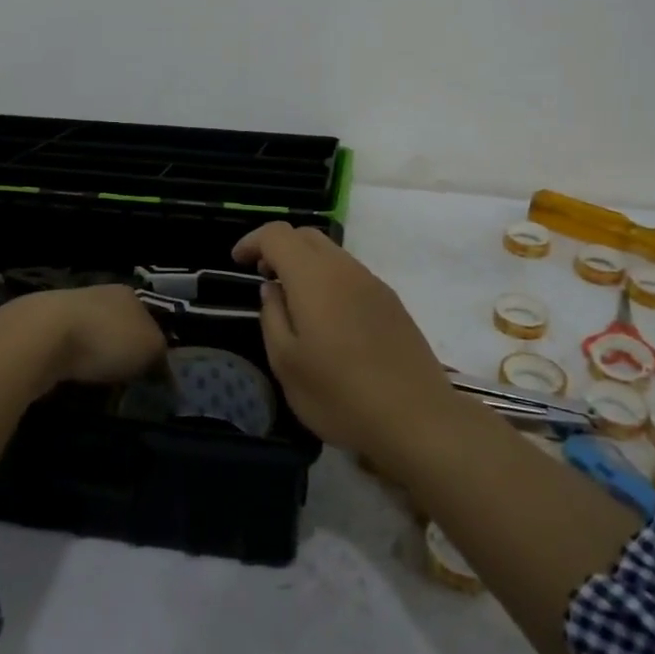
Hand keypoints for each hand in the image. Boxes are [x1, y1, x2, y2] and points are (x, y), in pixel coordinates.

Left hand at [25, 285, 167, 388]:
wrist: (42, 338)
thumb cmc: (106, 338)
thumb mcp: (149, 348)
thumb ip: (160, 356)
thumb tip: (163, 368)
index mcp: (128, 294)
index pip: (148, 318)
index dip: (152, 345)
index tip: (151, 371)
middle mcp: (99, 295)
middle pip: (118, 327)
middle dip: (121, 352)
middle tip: (126, 382)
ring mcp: (67, 310)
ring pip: (90, 339)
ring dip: (93, 360)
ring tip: (98, 387)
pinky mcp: (40, 330)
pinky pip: (64, 352)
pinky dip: (69, 366)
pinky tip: (70, 382)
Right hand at [231, 222, 452, 459]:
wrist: (417, 418)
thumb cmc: (340, 395)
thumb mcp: (287, 364)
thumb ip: (272, 317)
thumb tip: (272, 289)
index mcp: (314, 277)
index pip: (278, 235)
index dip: (252, 241)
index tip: (237, 263)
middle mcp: (345, 269)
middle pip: (307, 235)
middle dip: (279, 247)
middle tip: (263, 277)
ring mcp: (373, 283)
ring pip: (332, 253)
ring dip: (305, 263)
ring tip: (292, 299)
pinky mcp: (392, 302)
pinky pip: (351, 274)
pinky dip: (328, 279)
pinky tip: (327, 317)